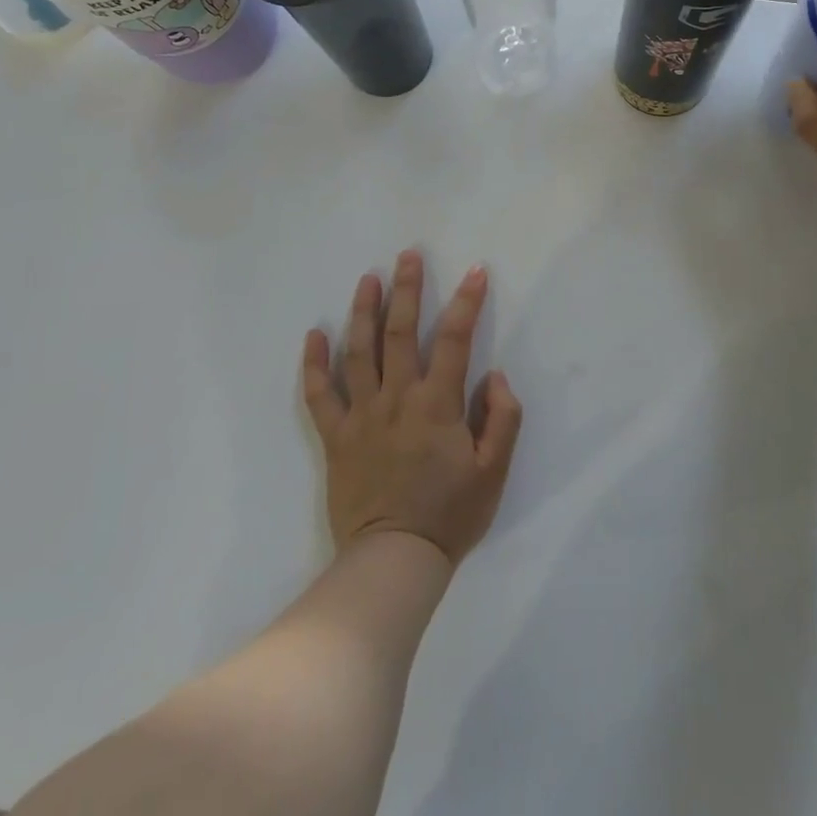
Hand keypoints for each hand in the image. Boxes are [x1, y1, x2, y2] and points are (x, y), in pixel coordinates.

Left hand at [302, 251, 522, 566]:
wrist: (393, 560)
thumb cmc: (450, 514)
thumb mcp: (494, 470)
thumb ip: (502, 417)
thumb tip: (494, 374)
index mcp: (437, 403)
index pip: (454, 339)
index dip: (466, 302)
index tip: (475, 270)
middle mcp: (397, 398)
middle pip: (400, 332)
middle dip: (406, 289)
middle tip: (408, 255)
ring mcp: (361, 415)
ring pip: (358, 352)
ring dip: (363, 311)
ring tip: (367, 277)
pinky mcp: (336, 437)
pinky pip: (319, 395)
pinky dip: (314, 364)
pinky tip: (314, 335)